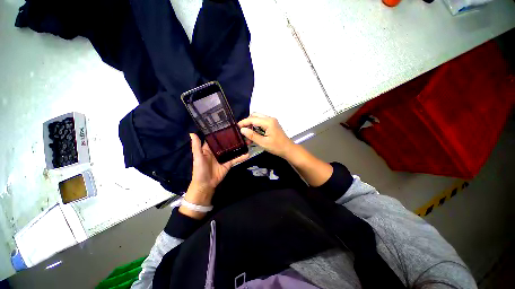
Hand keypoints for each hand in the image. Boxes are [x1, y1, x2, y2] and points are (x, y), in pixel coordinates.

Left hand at [180, 133, 248, 218]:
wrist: (206, 184)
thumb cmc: (199, 170)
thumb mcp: (198, 157)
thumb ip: (196, 146)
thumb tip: (192, 133)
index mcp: (209, 147)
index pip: (216, 137)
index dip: (221, 132)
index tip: (228, 124)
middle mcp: (218, 150)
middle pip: (226, 142)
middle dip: (233, 137)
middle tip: (242, 131)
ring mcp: (224, 156)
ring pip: (233, 149)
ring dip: (239, 145)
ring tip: (247, 140)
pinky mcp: (229, 163)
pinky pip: (236, 158)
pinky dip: (241, 157)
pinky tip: (248, 154)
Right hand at [238, 113, 295, 158]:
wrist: (288, 149)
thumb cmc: (277, 147)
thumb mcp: (263, 143)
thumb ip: (252, 135)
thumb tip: (242, 130)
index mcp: (268, 122)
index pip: (253, 119)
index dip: (244, 122)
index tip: (237, 127)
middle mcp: (270, 118)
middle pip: (255, 115)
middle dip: (247, 122)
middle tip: (242, 130)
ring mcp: (272, 121)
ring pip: (258, 118)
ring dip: (252, 125)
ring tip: (247, 134)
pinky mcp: (272, 124)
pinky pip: (261, 122)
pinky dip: (256, 127)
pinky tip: (253, 134)